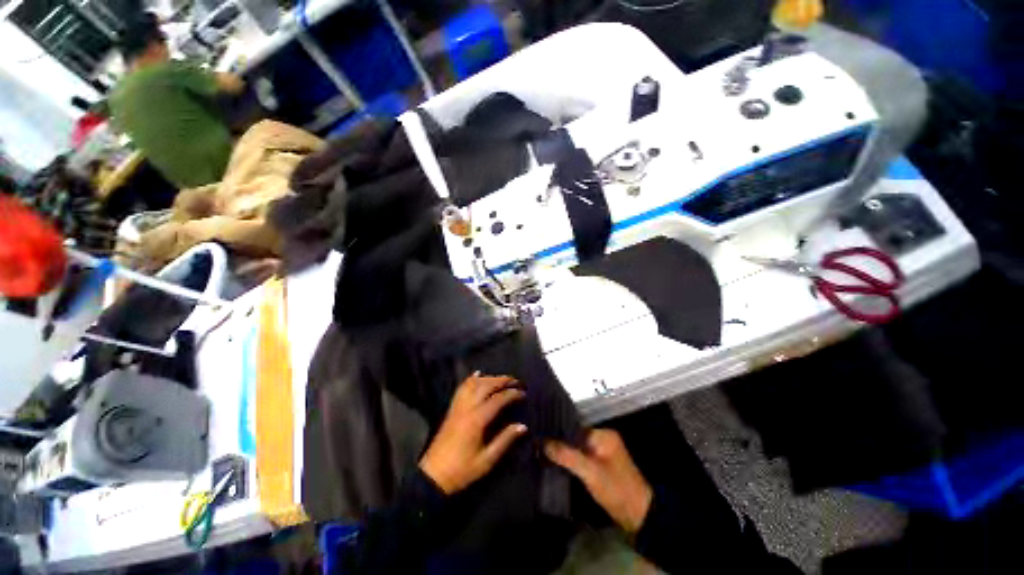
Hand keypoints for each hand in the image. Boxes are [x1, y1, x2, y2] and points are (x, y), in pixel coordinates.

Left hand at [419, 373, 527, 493]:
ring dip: (488, 378)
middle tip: (515, 380)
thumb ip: (505, 440)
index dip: (512, 394)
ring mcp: (458, 406)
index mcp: (477, 420)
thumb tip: (523, 426)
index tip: (523, 393)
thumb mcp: (487, 460)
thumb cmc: (462, 470)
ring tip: (501, 378)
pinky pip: (461, 388)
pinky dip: (471, 379)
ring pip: (473, 383)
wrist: (433, 476)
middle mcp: (467, 408)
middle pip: (486, 386)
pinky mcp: (452, 409)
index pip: (498, 399)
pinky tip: (477, 374)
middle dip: (502, 380)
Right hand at [545, 430, 652, 532]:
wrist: (639, 517)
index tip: (540, 436)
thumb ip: (567, 455)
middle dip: (559, 443)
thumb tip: (543, 441)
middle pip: (575, 438)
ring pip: (577, 449)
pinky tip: (556, 464)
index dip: (558, 433)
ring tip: (542, 452)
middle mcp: (603, 440)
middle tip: (538, 444)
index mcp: (604, 435)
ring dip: (564, 453)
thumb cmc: (616, 489)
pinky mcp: (600, 467)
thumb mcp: (590, 472)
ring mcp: (602, 454)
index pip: (575, 428)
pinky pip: (581, 459)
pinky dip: (570, 461)